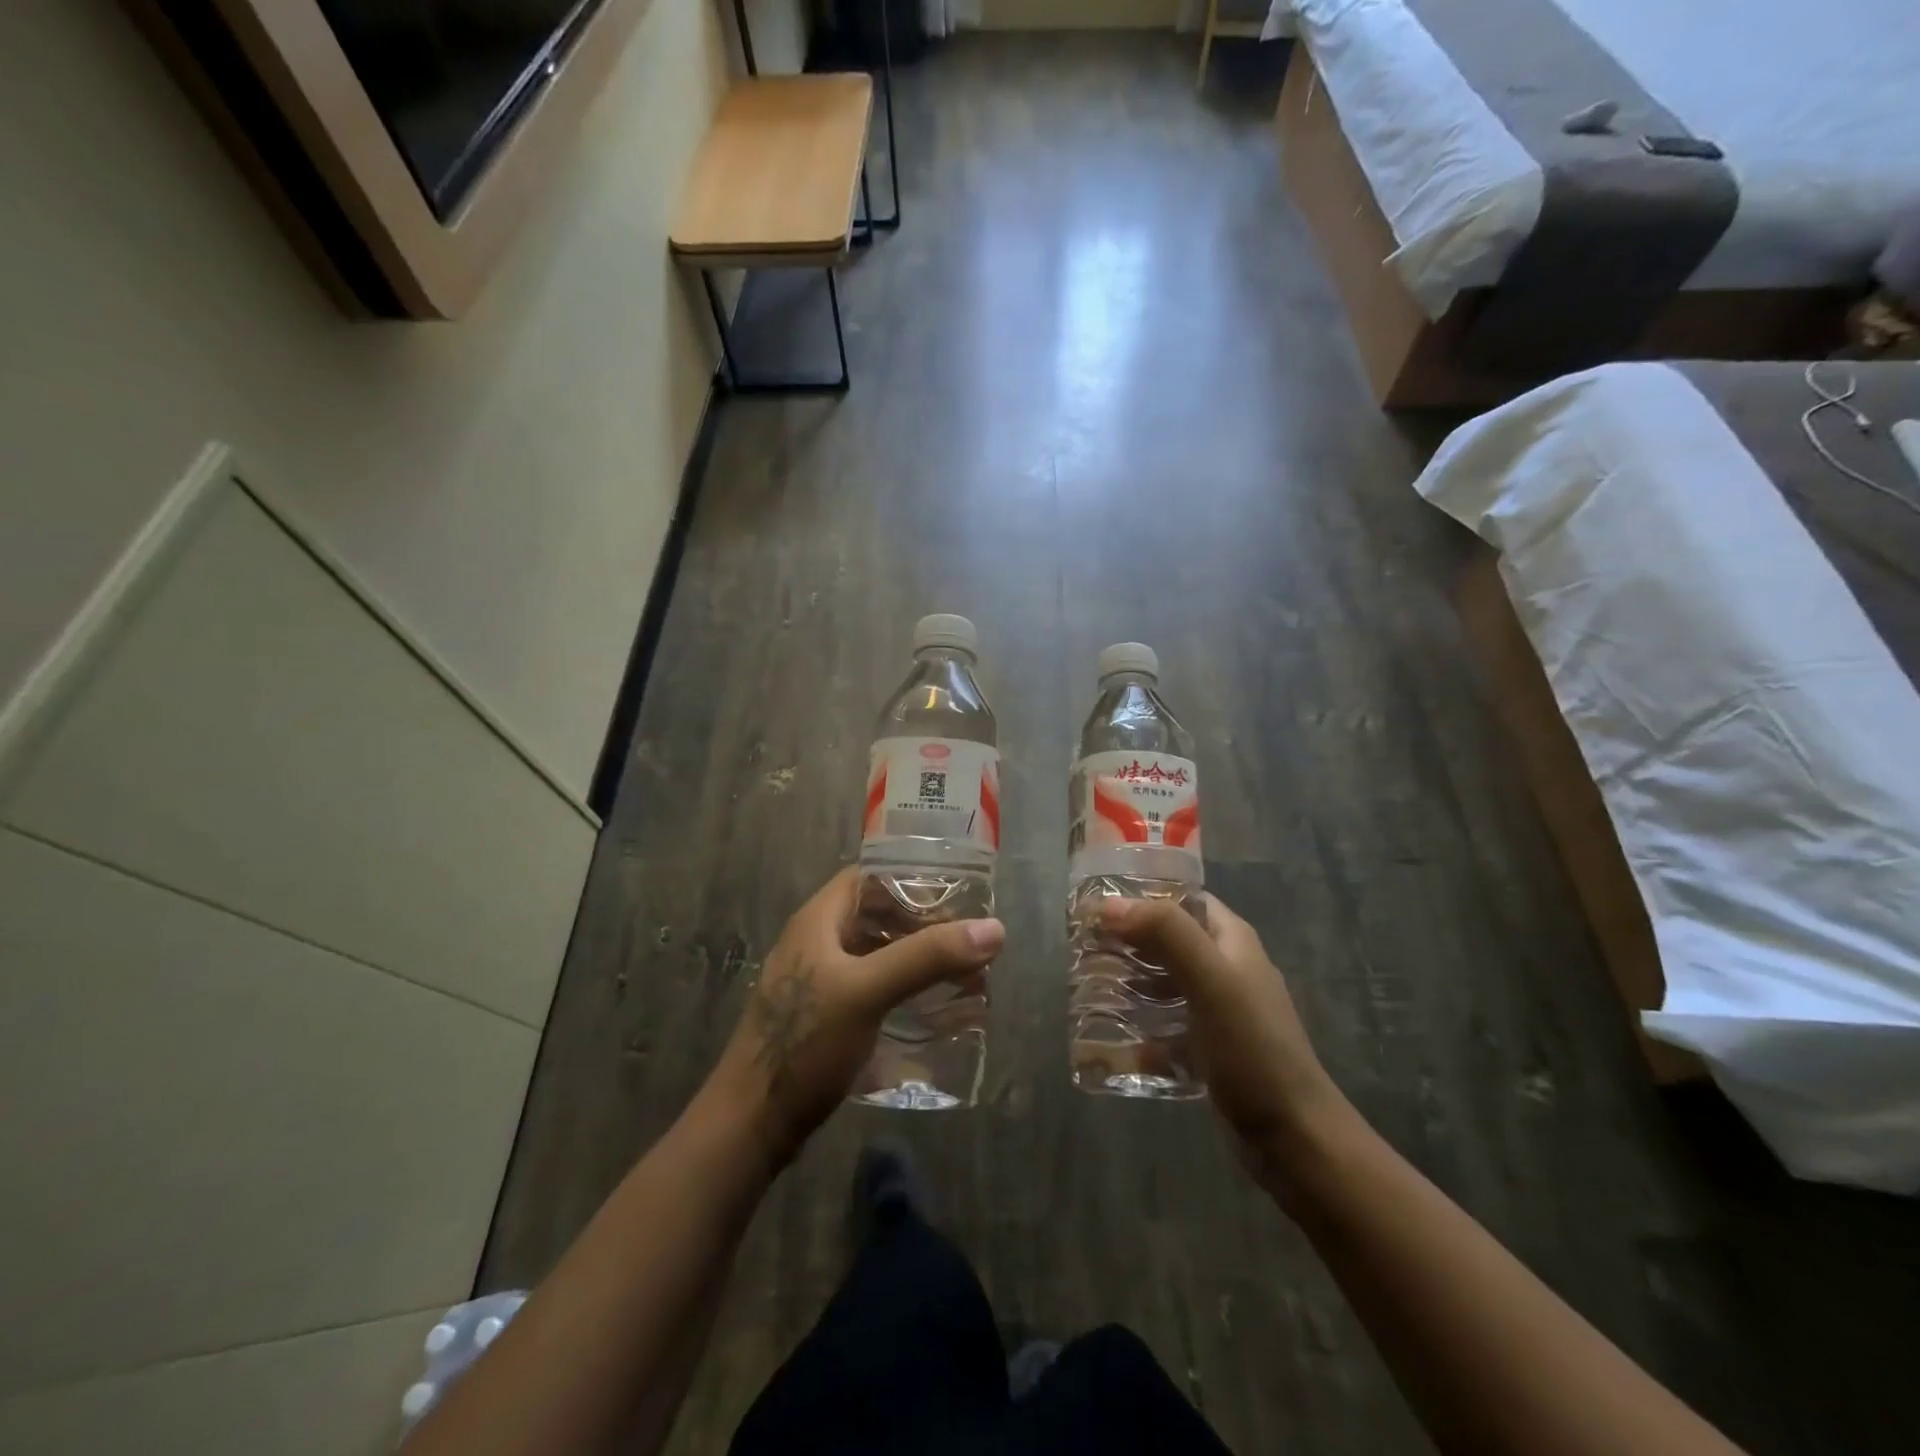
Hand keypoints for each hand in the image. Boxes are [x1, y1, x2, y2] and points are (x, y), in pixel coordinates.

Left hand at [708, 867, 1004, 1164]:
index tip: (956, 895)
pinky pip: (872, 989)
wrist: (751, 1124)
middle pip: (877, 917)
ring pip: (877, 955)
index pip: (868, 877)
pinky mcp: (824, 1018)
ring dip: (917, 961)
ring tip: (963, 977)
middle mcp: (816, 943)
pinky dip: (903, 991)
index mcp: (818, 921)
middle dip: (923, 926)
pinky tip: (931, 1011)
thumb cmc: (804, 1043)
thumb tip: (994, 929)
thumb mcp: (867, 992)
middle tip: (968, 941)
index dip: (910, 879)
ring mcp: (818, 982)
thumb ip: (927, 957)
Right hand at [1101, 894, 1351, 1191]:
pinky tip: (1105, 1037)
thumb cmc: (1253, 1048)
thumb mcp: (1211, 981)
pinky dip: (1137, 1026)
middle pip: (1168, 939)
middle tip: (1082, 945)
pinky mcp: (1207, 1048)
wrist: (1293, 1138)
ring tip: (1085, 983)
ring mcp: (1217, 1011)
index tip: (1097, 902)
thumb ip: (1165, 934)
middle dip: (1127, 940)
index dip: (1142, 894)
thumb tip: (1108, 904)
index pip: (1183, 899)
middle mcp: (1226, 968)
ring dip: (1128, 981)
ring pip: (1162, 982)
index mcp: (1232, 941)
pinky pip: (1164, 1026)